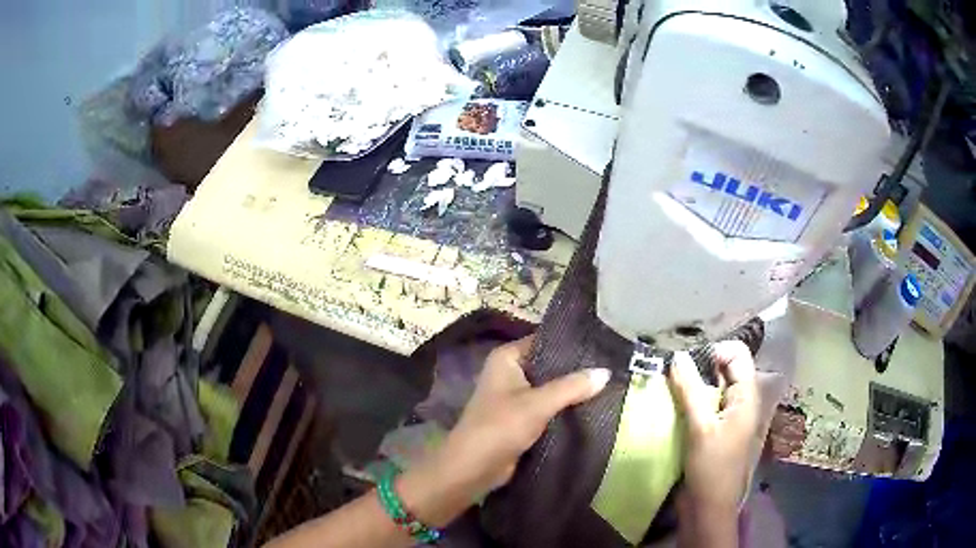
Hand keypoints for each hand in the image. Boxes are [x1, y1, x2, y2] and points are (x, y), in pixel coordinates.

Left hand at [401, 337, 609, 526]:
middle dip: (576, 370)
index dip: (572, 343)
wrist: (473, 468)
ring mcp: (516, 396)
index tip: (603, 344)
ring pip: (551, 388)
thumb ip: (572, 387)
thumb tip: (607, 372)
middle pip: (550, 365)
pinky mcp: (522, 418)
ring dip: (573, 391)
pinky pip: (549, 407)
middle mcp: (511, 372)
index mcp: (507, 358)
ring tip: (610, 383)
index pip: (545, 341)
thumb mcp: (537, 404)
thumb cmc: (500, 427)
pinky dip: (566, 408)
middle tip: (612, 366)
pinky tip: (593, 405)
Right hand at [669, 341, 760, 514]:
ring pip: (714, 386)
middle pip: (726, 368)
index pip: (737, 354)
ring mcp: (729, 415)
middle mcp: (741, 401)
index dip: (715, 351)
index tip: (688, 362)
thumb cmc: (711, 467)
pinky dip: (691, 399)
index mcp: (747, 396)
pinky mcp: (716, 429)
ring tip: (670, 386)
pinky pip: (706, 403)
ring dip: (694, 383)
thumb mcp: (700, 428)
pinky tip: (674, 404)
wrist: (709, 507)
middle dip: (701, 365)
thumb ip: (690, 390)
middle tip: (674, 372)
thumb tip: (677, 356)